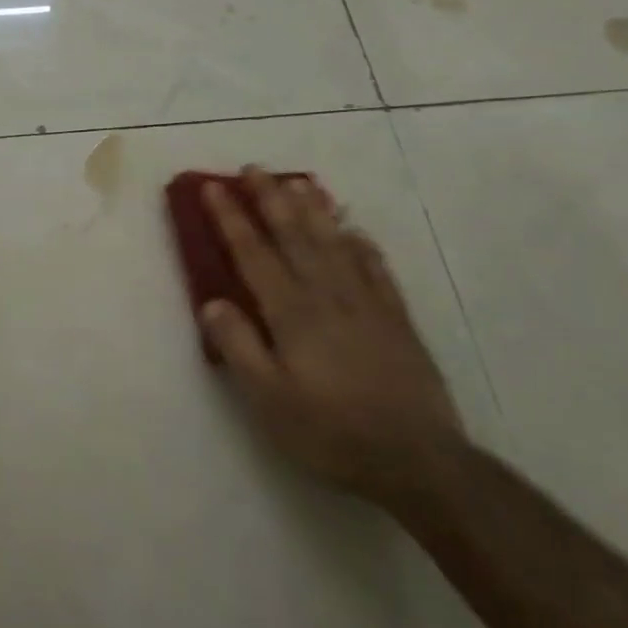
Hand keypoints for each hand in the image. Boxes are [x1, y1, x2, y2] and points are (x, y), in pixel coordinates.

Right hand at [199, 167, 463, 505]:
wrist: (416, 459)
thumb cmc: (329, 431)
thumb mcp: (268, 399)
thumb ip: (238, 346)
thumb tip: (211, 301)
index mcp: (291, 312)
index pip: (253, 253)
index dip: (231, 218)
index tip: (213, 187)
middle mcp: (327, 295)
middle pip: (294, 235)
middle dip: (270, 199)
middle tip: (254, 168)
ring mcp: (366, 303)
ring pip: (334, 243)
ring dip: (314, 209)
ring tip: (299, 181)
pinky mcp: (396, 318)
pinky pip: (376, 268)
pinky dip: (362, 244)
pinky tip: (355, 231)